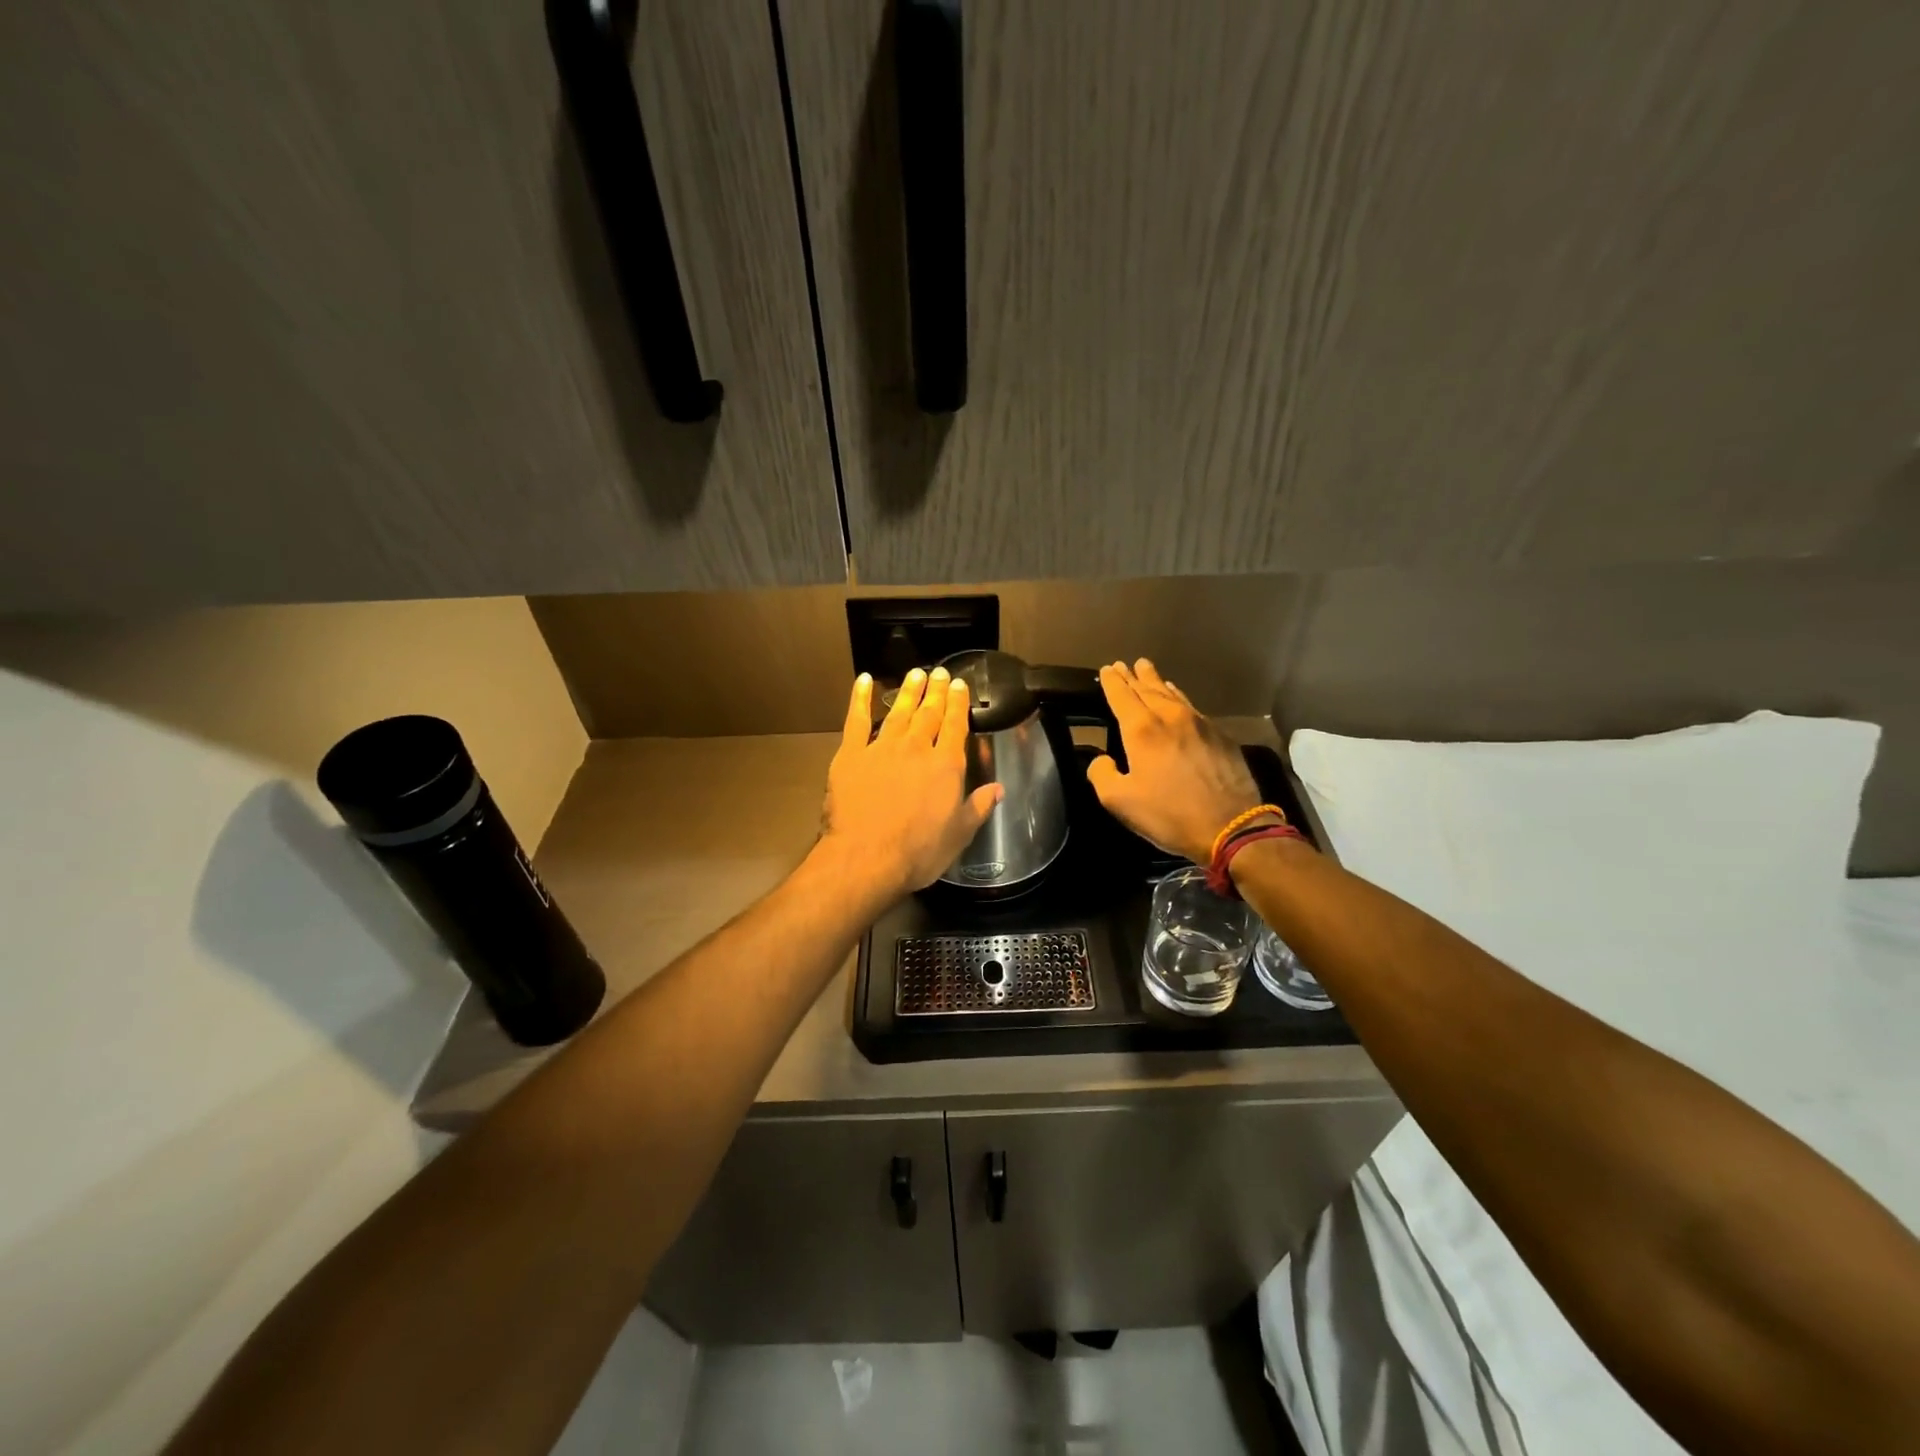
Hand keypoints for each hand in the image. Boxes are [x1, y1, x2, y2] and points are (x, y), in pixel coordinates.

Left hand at [818, 667, 1001, 898]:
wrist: (866, 857)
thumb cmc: (919, 852)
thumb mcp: (959, 834)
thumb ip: (979, 807)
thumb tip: (999, 788)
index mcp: (946, 766)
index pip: (955, 726)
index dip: (958, 704)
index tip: (959, 685)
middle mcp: (916, 749)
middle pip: (929, 713)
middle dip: (936, 691)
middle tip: (940, 672)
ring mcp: (882, 748)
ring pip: (898, 711)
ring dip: (908, 691)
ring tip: (915, 673)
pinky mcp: (851, 755)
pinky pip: (856, 720)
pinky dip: (859, 698)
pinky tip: (863, 680)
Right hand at [1088, 659, 1263, 863]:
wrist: (1231, 826)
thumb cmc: (1169, 814)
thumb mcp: (1119, 801)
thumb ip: (1102, 775)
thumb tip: (1101, 760)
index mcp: (1141, 730)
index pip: (1121, 695)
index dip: (1112, 681)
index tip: (1107, 669)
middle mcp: (1169, 717)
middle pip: (1147, 688)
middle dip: (1133, 676)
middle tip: (1124, 664)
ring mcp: (1199, 723)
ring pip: (1172, 694)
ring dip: (1156, 681)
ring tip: (1147, 671)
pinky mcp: (1220, 735)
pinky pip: (1192, 707)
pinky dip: (1178, 697)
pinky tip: (1177, 699)